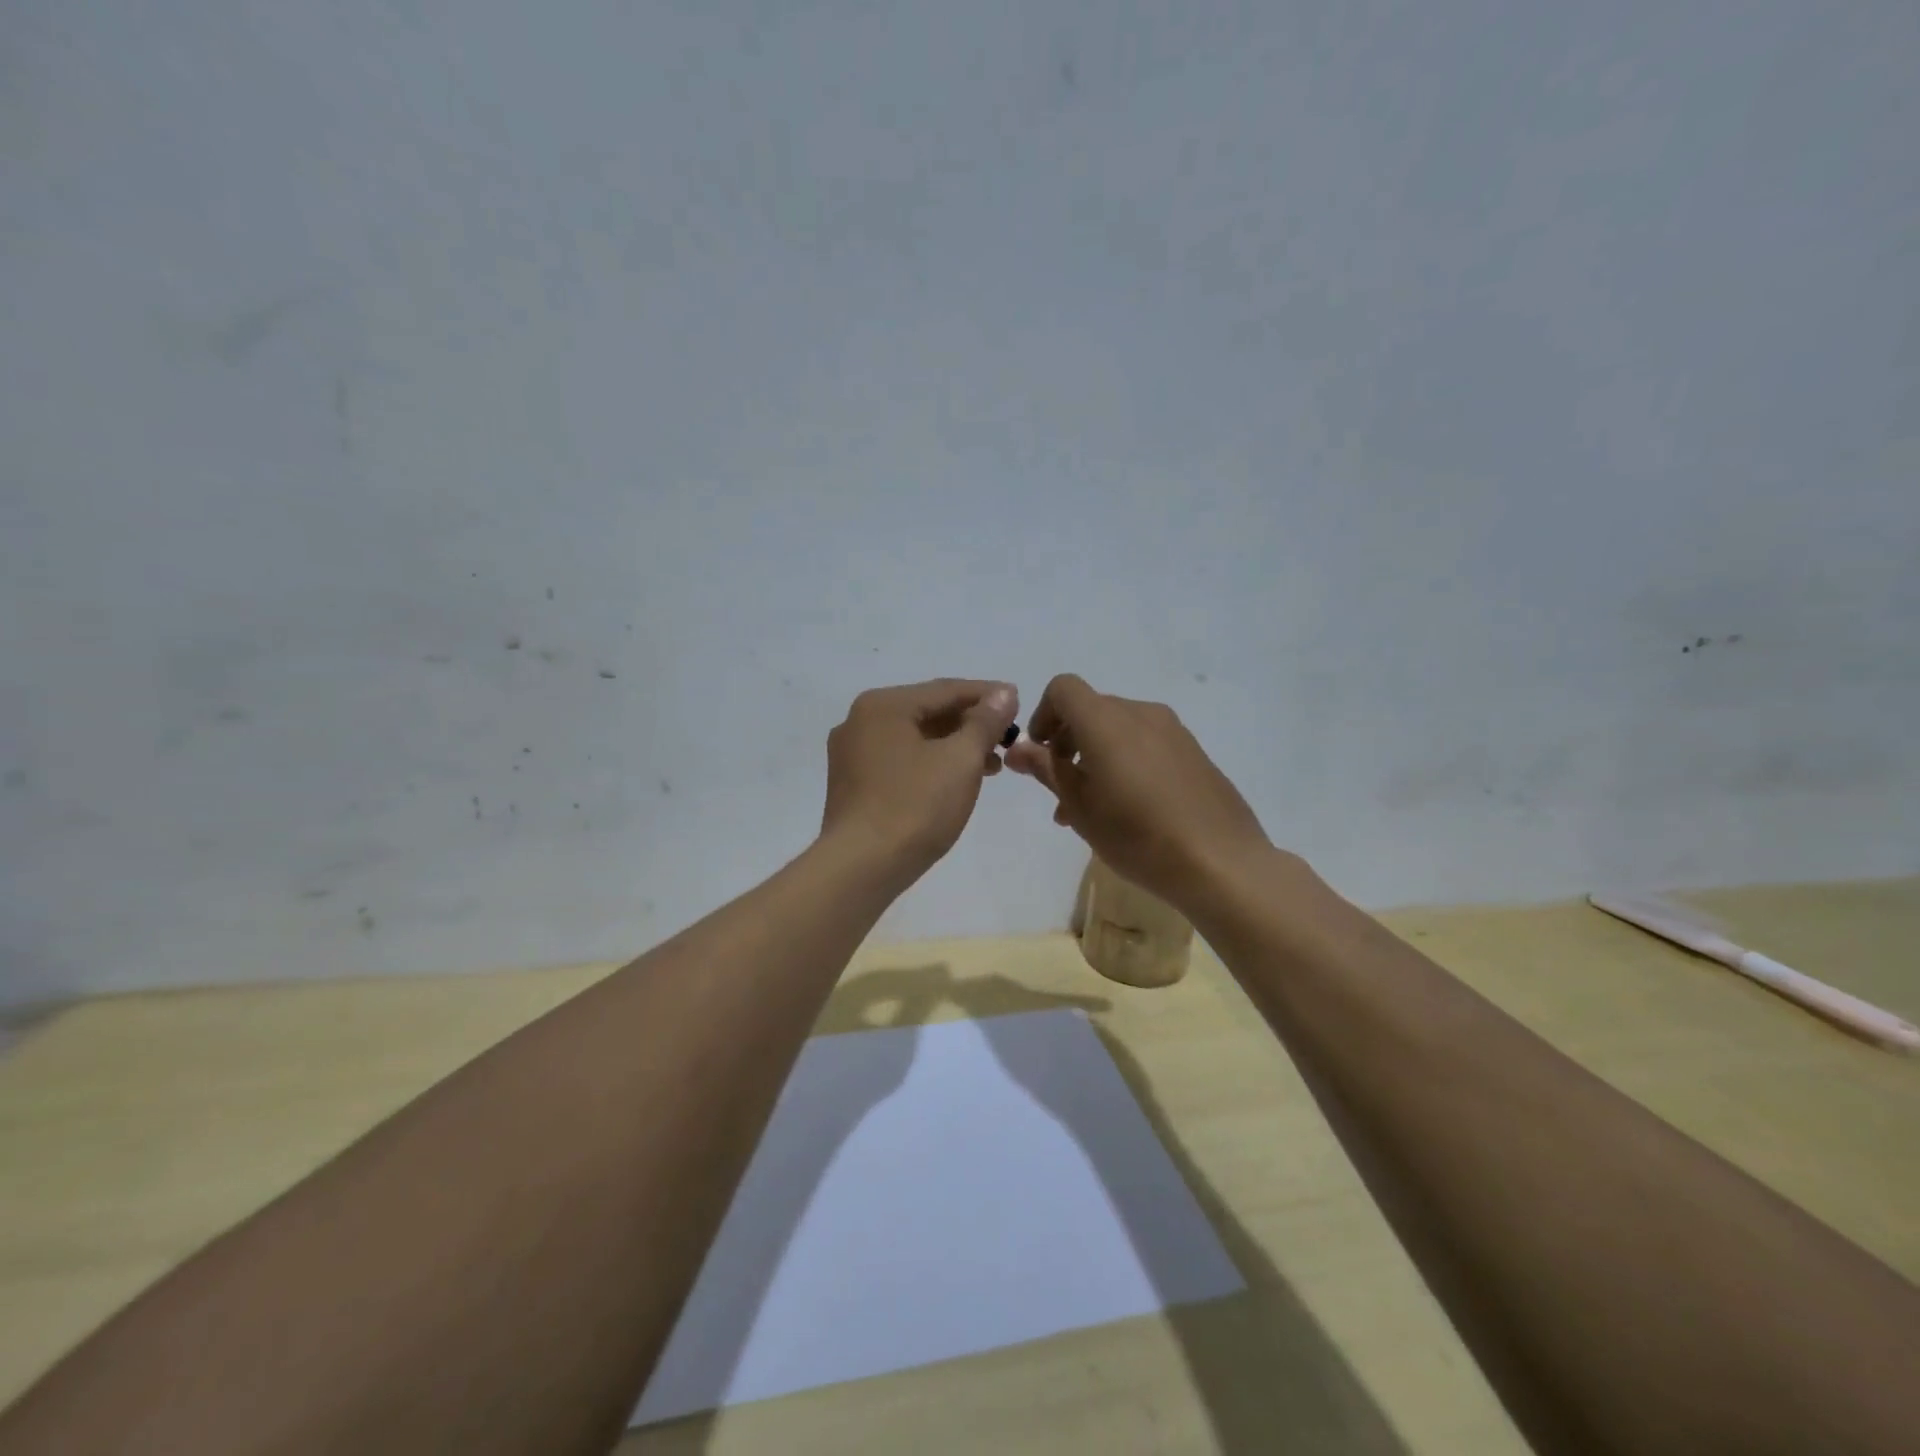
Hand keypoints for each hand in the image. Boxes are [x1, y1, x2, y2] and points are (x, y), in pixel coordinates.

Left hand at [821, 679, 1019, 880]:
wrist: (861, 867)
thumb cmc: (915, 806)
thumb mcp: (961, 760)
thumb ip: (985, 722)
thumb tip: (1004, 693)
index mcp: (883, 705)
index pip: (946, 689)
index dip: (987, 695)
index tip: (1019, 702)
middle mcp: (860, 720)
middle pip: (927, 711)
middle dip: (971, 724)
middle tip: (1008, 738)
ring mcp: (850, 753)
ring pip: (913, 738)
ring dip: (953, 746)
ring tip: (992, 765)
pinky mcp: (851, 784)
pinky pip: (899, 760)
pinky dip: (930, 763)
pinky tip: (955, 780)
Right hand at [1006, 674, 1271, 913]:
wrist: (1221, 862)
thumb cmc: (1137, 835)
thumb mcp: (1080, 806)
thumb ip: (1046, 769)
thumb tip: (1018, 748)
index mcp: (1107, 720)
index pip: (1063, 688)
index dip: (1043, 714)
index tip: (1040, 754)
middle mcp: (1141, 713)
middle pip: (1091, 709)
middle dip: (1068, 743)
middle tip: (1060, 791)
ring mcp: (1173, 731)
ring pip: (1118, 730)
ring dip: (1095, 756)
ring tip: (1090, 809)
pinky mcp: (1193, 752)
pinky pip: (1146, 743)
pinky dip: (1125, 762)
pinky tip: (1129, 809)